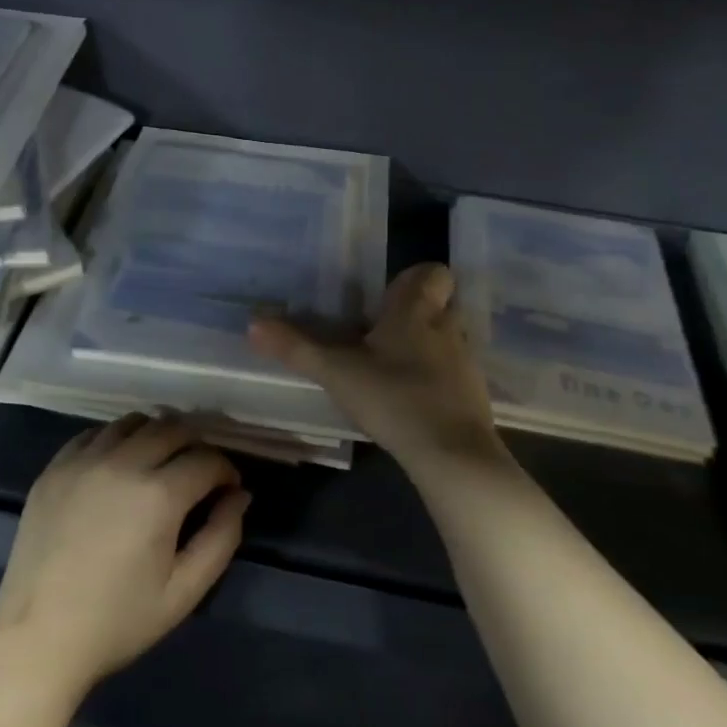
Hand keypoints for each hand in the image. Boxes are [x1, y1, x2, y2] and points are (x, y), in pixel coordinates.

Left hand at [0, 414, 248, 696]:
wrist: (37, 638)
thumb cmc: (118, 621)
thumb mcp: (185, 591)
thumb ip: (222, 537)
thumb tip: (239, 495)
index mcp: (158, 495)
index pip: (206, 459)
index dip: (225, 471)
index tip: (227, 490)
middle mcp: (121, 464)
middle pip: (172, 428)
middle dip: (196, 444)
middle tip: (198, 473)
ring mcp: (82, 462)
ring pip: (132, 423)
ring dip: (156, 435)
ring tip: (159, 464)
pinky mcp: (53, 470)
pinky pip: (93, 434)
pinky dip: (116, 440)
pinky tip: (118, 466)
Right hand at [249, 262, 507, 477]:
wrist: (452, 453)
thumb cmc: (394, 397)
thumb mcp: (336, 373)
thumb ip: (296, 348)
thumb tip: (253, 323)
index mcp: (416, 310)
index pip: (432, 273)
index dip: (412, 280)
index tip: (383, 300)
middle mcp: (447, 327)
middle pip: (439, 305)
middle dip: (413, 315)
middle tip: (378, 335)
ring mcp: (465, 362)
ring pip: (446, 339)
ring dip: (424, 348)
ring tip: (389, 370)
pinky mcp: (473, 394)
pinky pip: (453, 373)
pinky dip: (435, 379)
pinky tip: (409, 400)